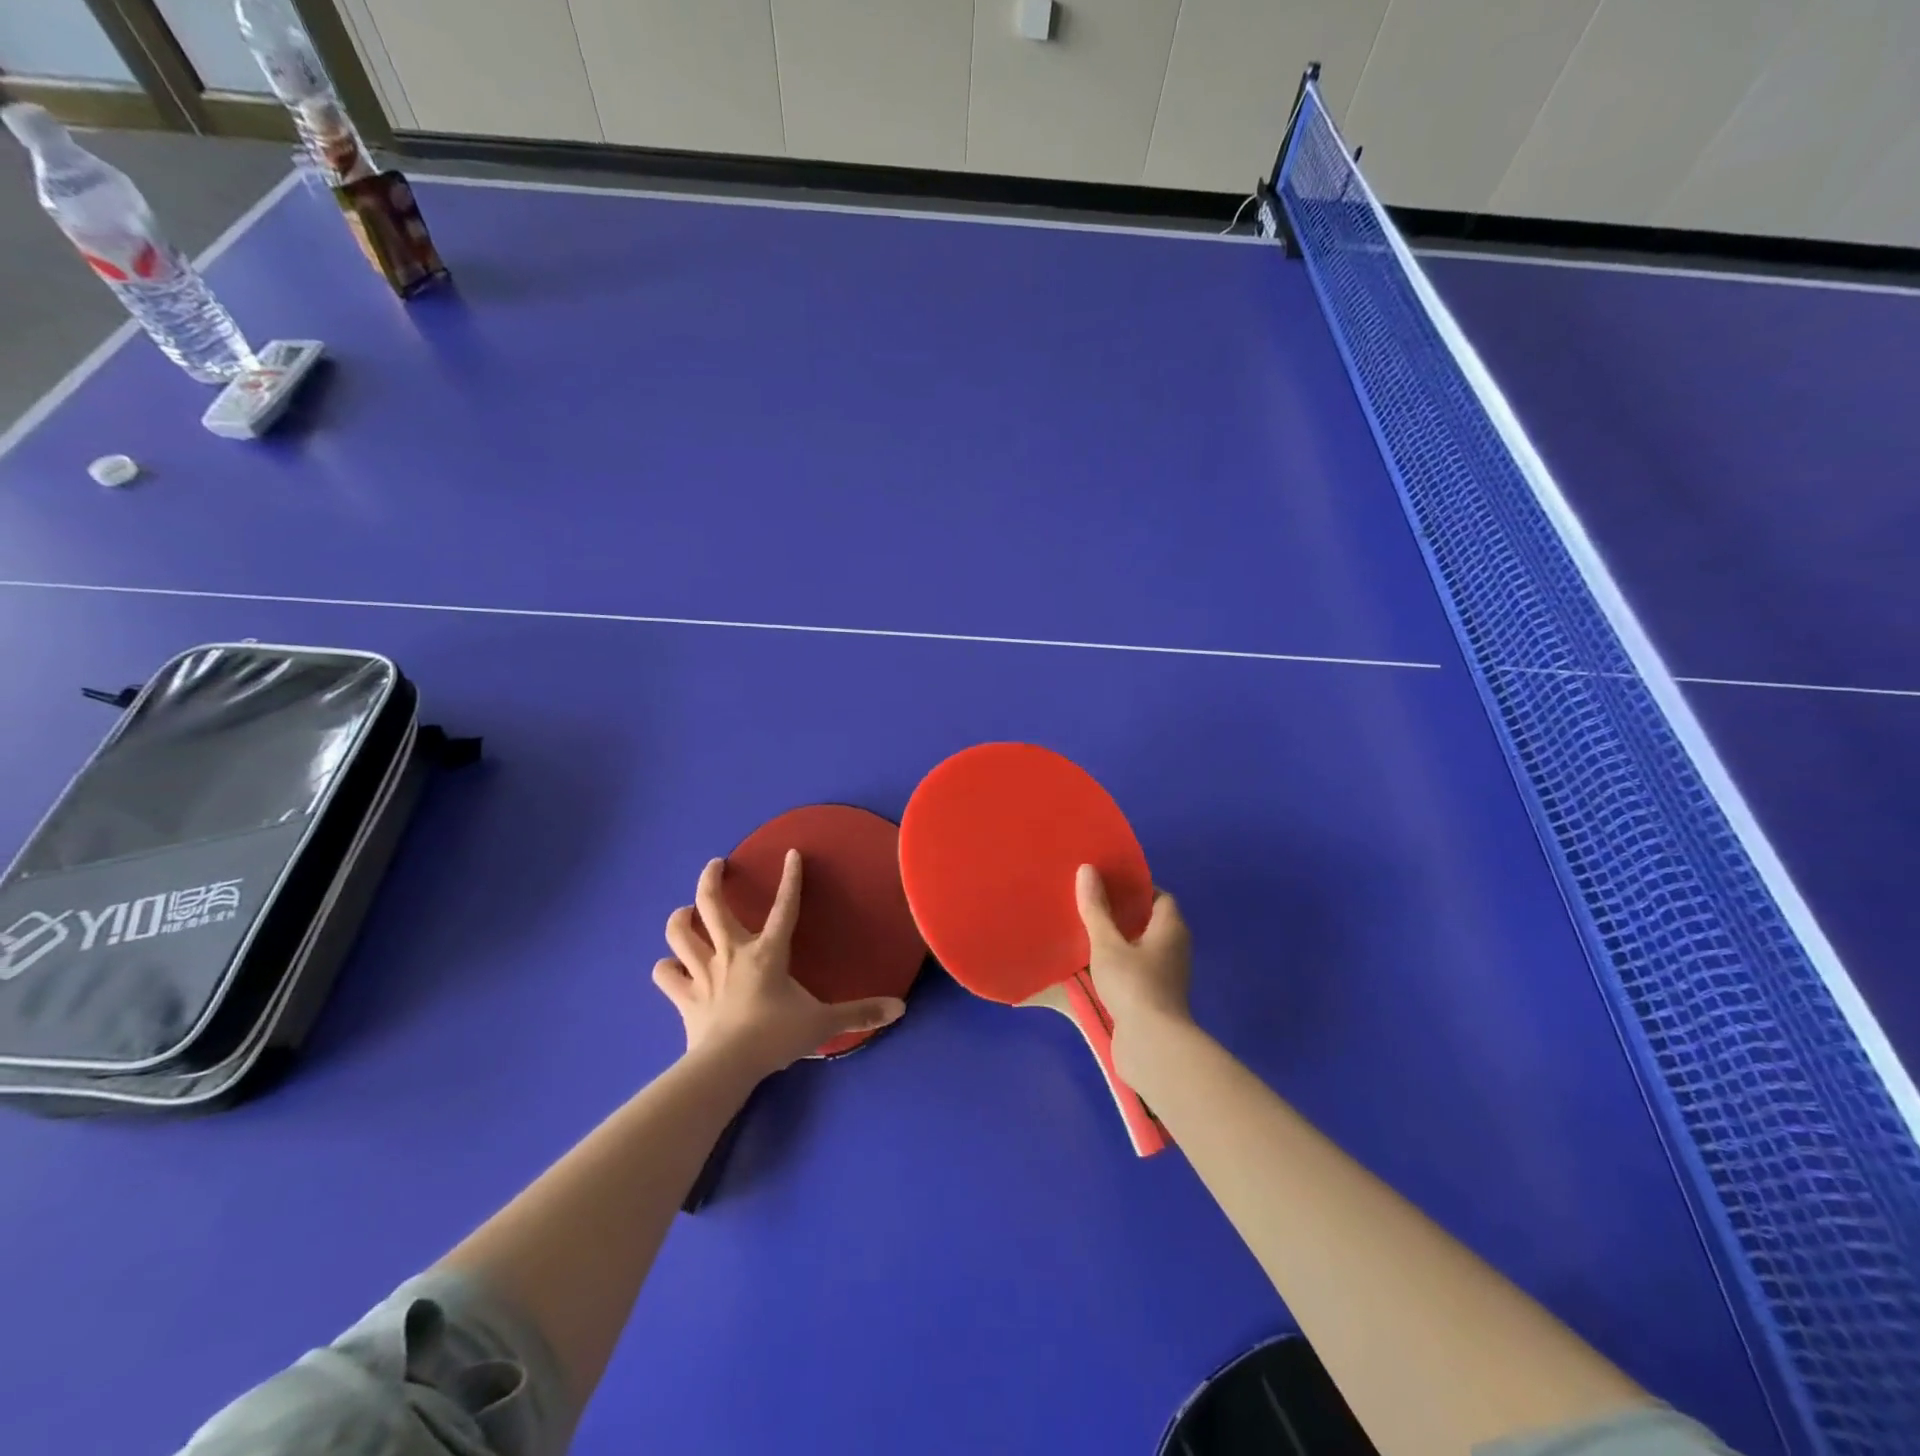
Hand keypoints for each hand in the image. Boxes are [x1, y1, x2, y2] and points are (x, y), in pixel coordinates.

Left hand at [654, 850, 904, 1076]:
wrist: (726, 1066)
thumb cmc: (775, 1036)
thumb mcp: (823, 1023)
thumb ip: (860, 1012)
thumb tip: (900, 1008)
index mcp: (767, 952)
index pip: (784, 907)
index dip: (791, 879)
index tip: (792, 853)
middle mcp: (732, 953)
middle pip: (713, 904)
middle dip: (712, 878)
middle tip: (715, 865)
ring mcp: (703, 973)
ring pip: (680, 933)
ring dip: (680, 918)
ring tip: (686, 912)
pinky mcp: (683, 997)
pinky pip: (666, 975)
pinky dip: (666, 968)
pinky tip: (671, 967)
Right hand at [1076, 864, 1192, 1079]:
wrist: (1152, 1045)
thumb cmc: (1134, 985)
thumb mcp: (1107, 944)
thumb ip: (1096, 909)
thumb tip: (1087, 869)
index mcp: (1170, 928)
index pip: (1159, 896)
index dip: (1136, 887)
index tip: (1107, 883)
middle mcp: (1173, 948)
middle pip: (1148, 921)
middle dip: (1121, 913)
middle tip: (1090, 903)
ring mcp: (1165, 975)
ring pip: (1139, 948)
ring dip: (1116, 940)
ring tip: (1084, 930)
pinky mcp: (1153, 998)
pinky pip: (1133, 970)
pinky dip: (1116, 964)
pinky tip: (1090, 964)